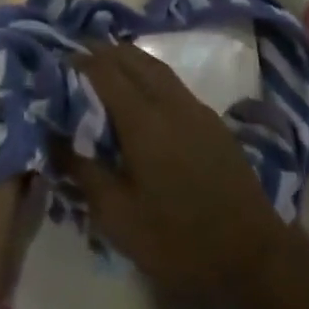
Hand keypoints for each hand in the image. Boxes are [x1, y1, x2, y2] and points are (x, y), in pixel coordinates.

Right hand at [63, 44, 295, 308]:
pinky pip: (172, 83)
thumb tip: (56, 137)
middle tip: (76, 61)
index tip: (56, 62)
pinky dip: (148, 76)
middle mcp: (171, 102)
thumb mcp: (118, 218)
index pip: (106, 71)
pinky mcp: (212, 122)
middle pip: (133, 58)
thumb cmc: (177, 241)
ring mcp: (196, 109)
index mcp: (144, 120)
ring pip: (156, 67)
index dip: (80, 61)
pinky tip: (139, 97)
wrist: (252, 256)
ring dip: (128, 61)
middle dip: (103, 53)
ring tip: (103, 69)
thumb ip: (84, 171)